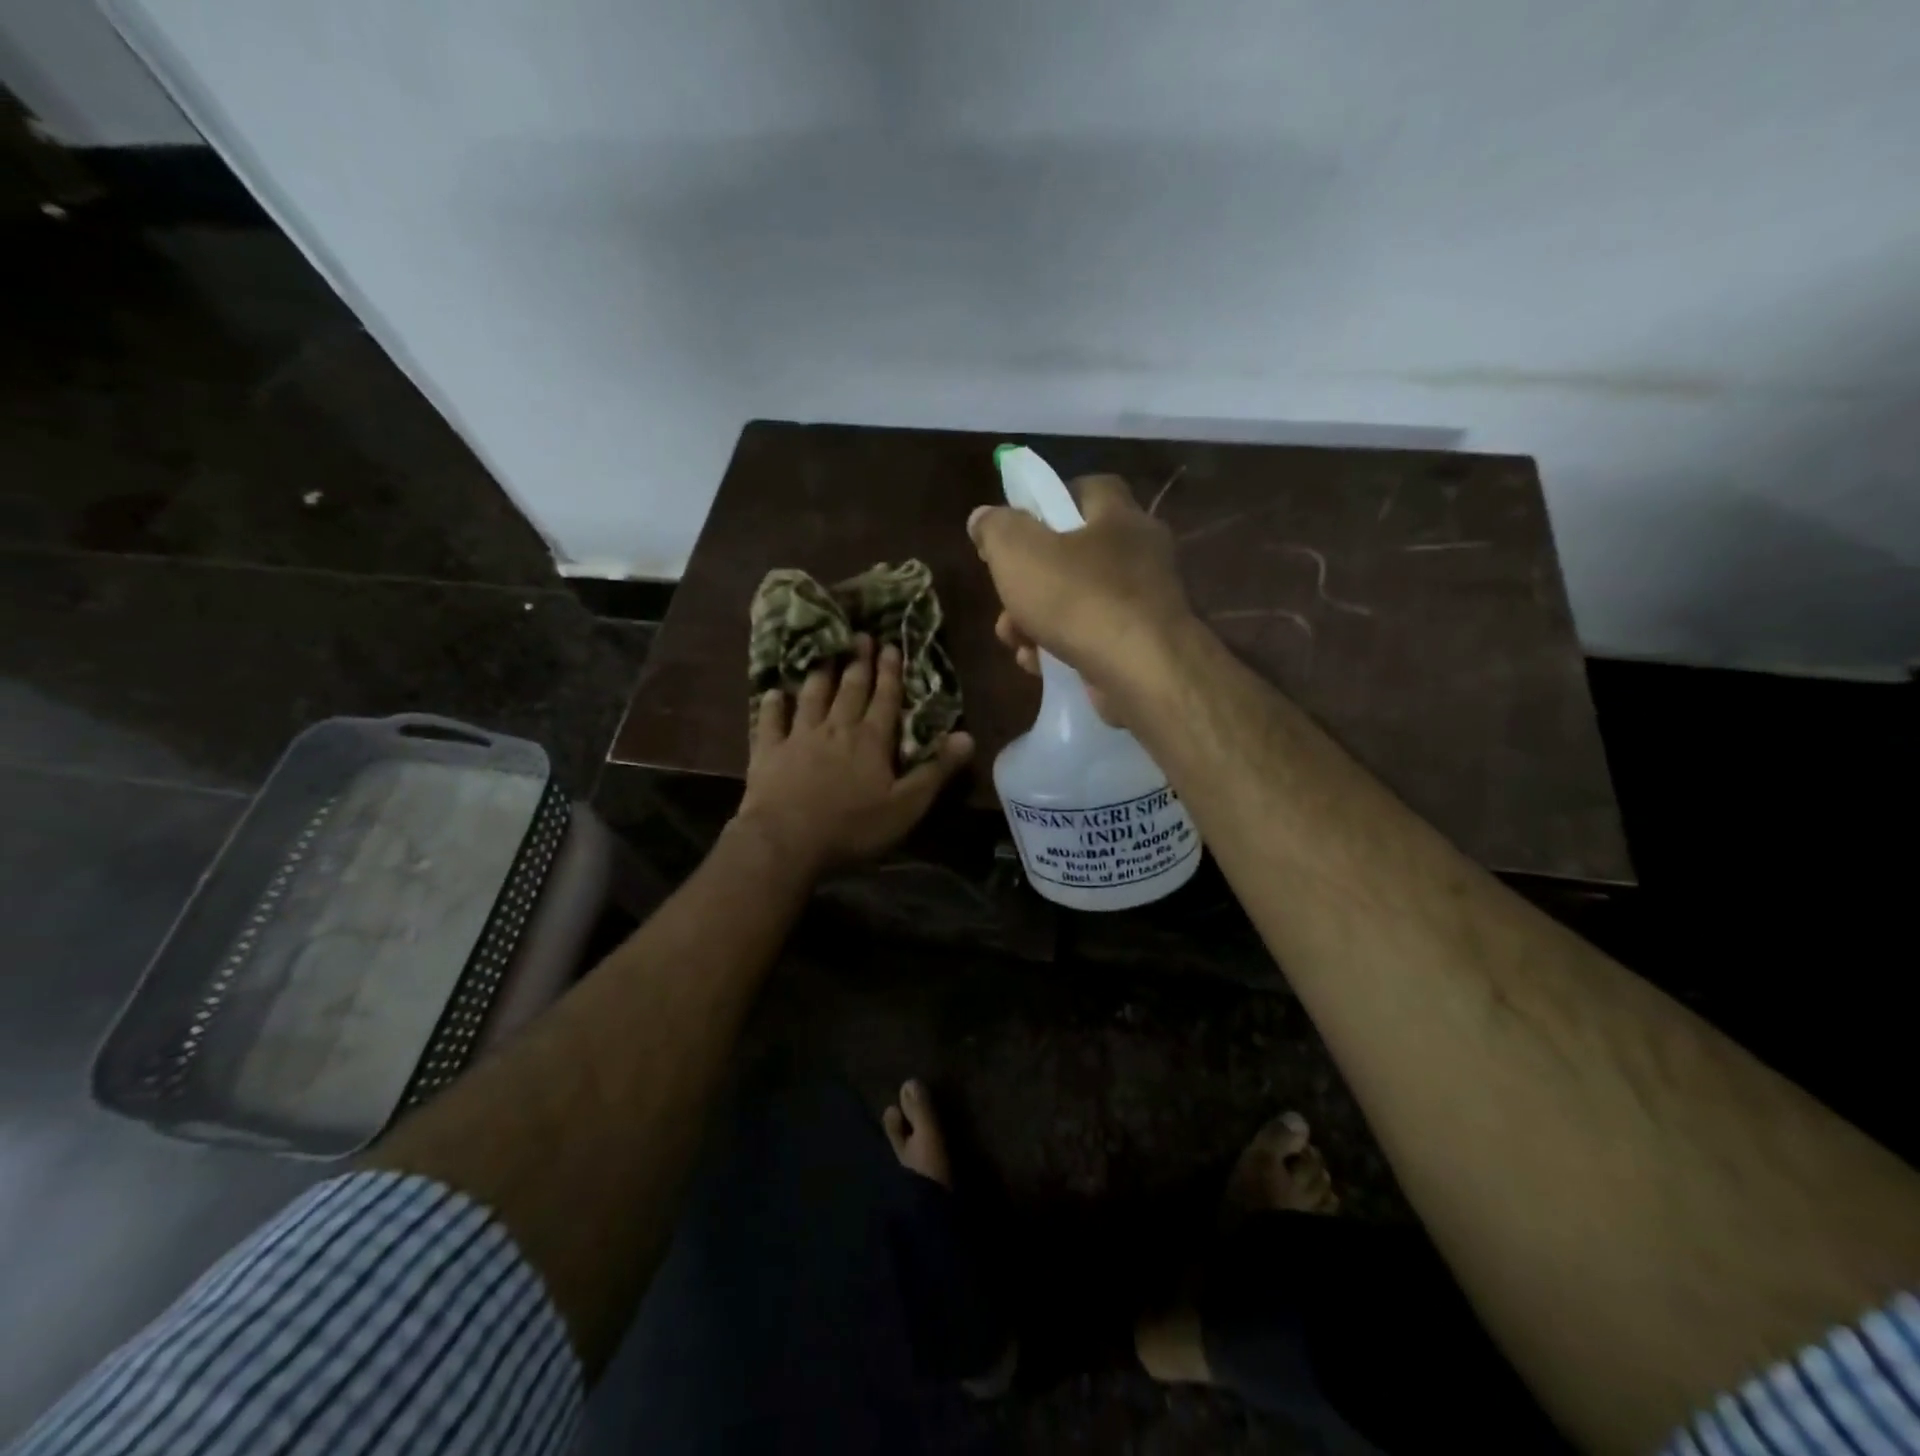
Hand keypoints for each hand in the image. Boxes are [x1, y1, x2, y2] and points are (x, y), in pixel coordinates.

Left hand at [734, 636, 974, 877]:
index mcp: (871, 740)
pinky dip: (772, 705)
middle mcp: (836, 728)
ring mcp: (799, 737)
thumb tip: (967, 736)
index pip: (885, 699)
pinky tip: (772, 692)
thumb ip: (936, 770)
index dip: (890, 672)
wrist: (786, 841)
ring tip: (824, 654)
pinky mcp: (768, 752)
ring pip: (812, 697)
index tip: (891, 645)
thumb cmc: (852, 827)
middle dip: (859, 662)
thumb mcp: (906, 806)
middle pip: (850, 689)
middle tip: (861, 636)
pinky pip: (770, 721)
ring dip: (820, 675)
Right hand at [967, 474, 1199, 724]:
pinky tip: (1039, 665)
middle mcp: (1141, 554)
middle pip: (1074, 555)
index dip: (1048, 502)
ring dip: (1037, 620)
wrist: (1142, 673)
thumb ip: (996, 529)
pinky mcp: (1143, 648)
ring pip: (1078, 603)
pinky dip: (1062, 649)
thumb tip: (983, 518)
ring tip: (1015, 641)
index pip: (1088, 489)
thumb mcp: (1019, 552)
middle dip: (1030, 580)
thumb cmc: (1079, 599)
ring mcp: (1145, 604)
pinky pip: (1093, 639)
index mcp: (1120, 516)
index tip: (1017, 528)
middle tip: (1005, 599)